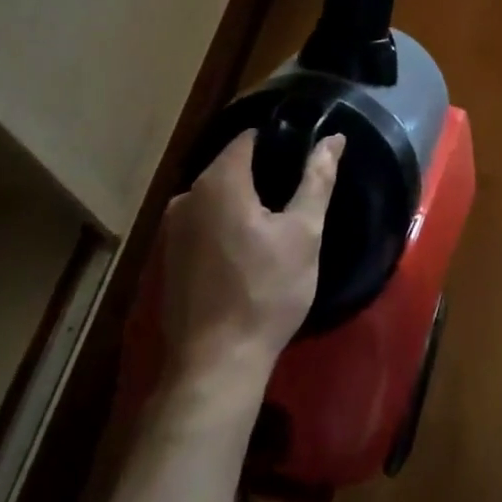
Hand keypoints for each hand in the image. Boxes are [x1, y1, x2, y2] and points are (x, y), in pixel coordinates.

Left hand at [158, 130, 344, 382]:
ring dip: (242, 201)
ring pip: (215, 197)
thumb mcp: (304, 233)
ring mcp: (170, 230)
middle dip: (262, 172)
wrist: (216, 363)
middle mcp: (186, 196)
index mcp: (219, 181)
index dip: (279, 139)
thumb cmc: (266, 291)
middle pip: (230, 167)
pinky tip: (247, 250)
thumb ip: (317, 179)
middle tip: (297, 193)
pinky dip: (224, 225)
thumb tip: (334, 138)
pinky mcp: (166, 258)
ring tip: (277, 221)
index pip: (248, 138)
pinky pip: (202, 223)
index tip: (304, 155)